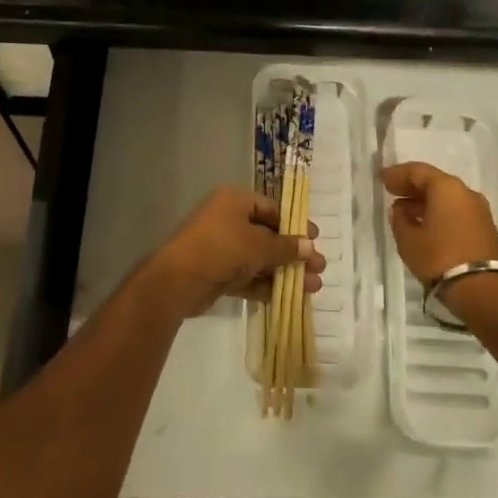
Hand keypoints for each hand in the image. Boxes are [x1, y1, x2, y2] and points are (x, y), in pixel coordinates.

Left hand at [149, 186, 324, 318]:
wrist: (178, 281)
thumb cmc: (221, 248)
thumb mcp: (259, 246)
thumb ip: (286, 247)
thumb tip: (310, 246)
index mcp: (235, 201)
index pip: (271, 209)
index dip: (294, 224)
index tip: (315, 239)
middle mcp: (228, 220)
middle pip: (268, 236)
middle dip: (294, 253)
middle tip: (319, 267)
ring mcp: (222, 248)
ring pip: (260, 259)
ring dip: (285, 272)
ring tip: (313, 287)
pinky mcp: (218, 273)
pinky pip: (247, 276)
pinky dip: (266, 285)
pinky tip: (288, 297)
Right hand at [380, 162, 497, 287]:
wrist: (485, 292)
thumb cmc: (440, 258)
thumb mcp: (409, 240)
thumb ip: (400, 219)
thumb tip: (401, 209)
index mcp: (446, 187)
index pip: (417, 171)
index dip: (397, 174)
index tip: (381, 178)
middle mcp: (465, 193)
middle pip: (434, 182)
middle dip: (412, 187)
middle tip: (392, 192)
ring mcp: (479, 211)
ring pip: (446, 198)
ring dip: (425, 202)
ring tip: (405, 211)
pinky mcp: (485, 230)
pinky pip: (456, 212)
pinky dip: (439, 213)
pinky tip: (425, 225)